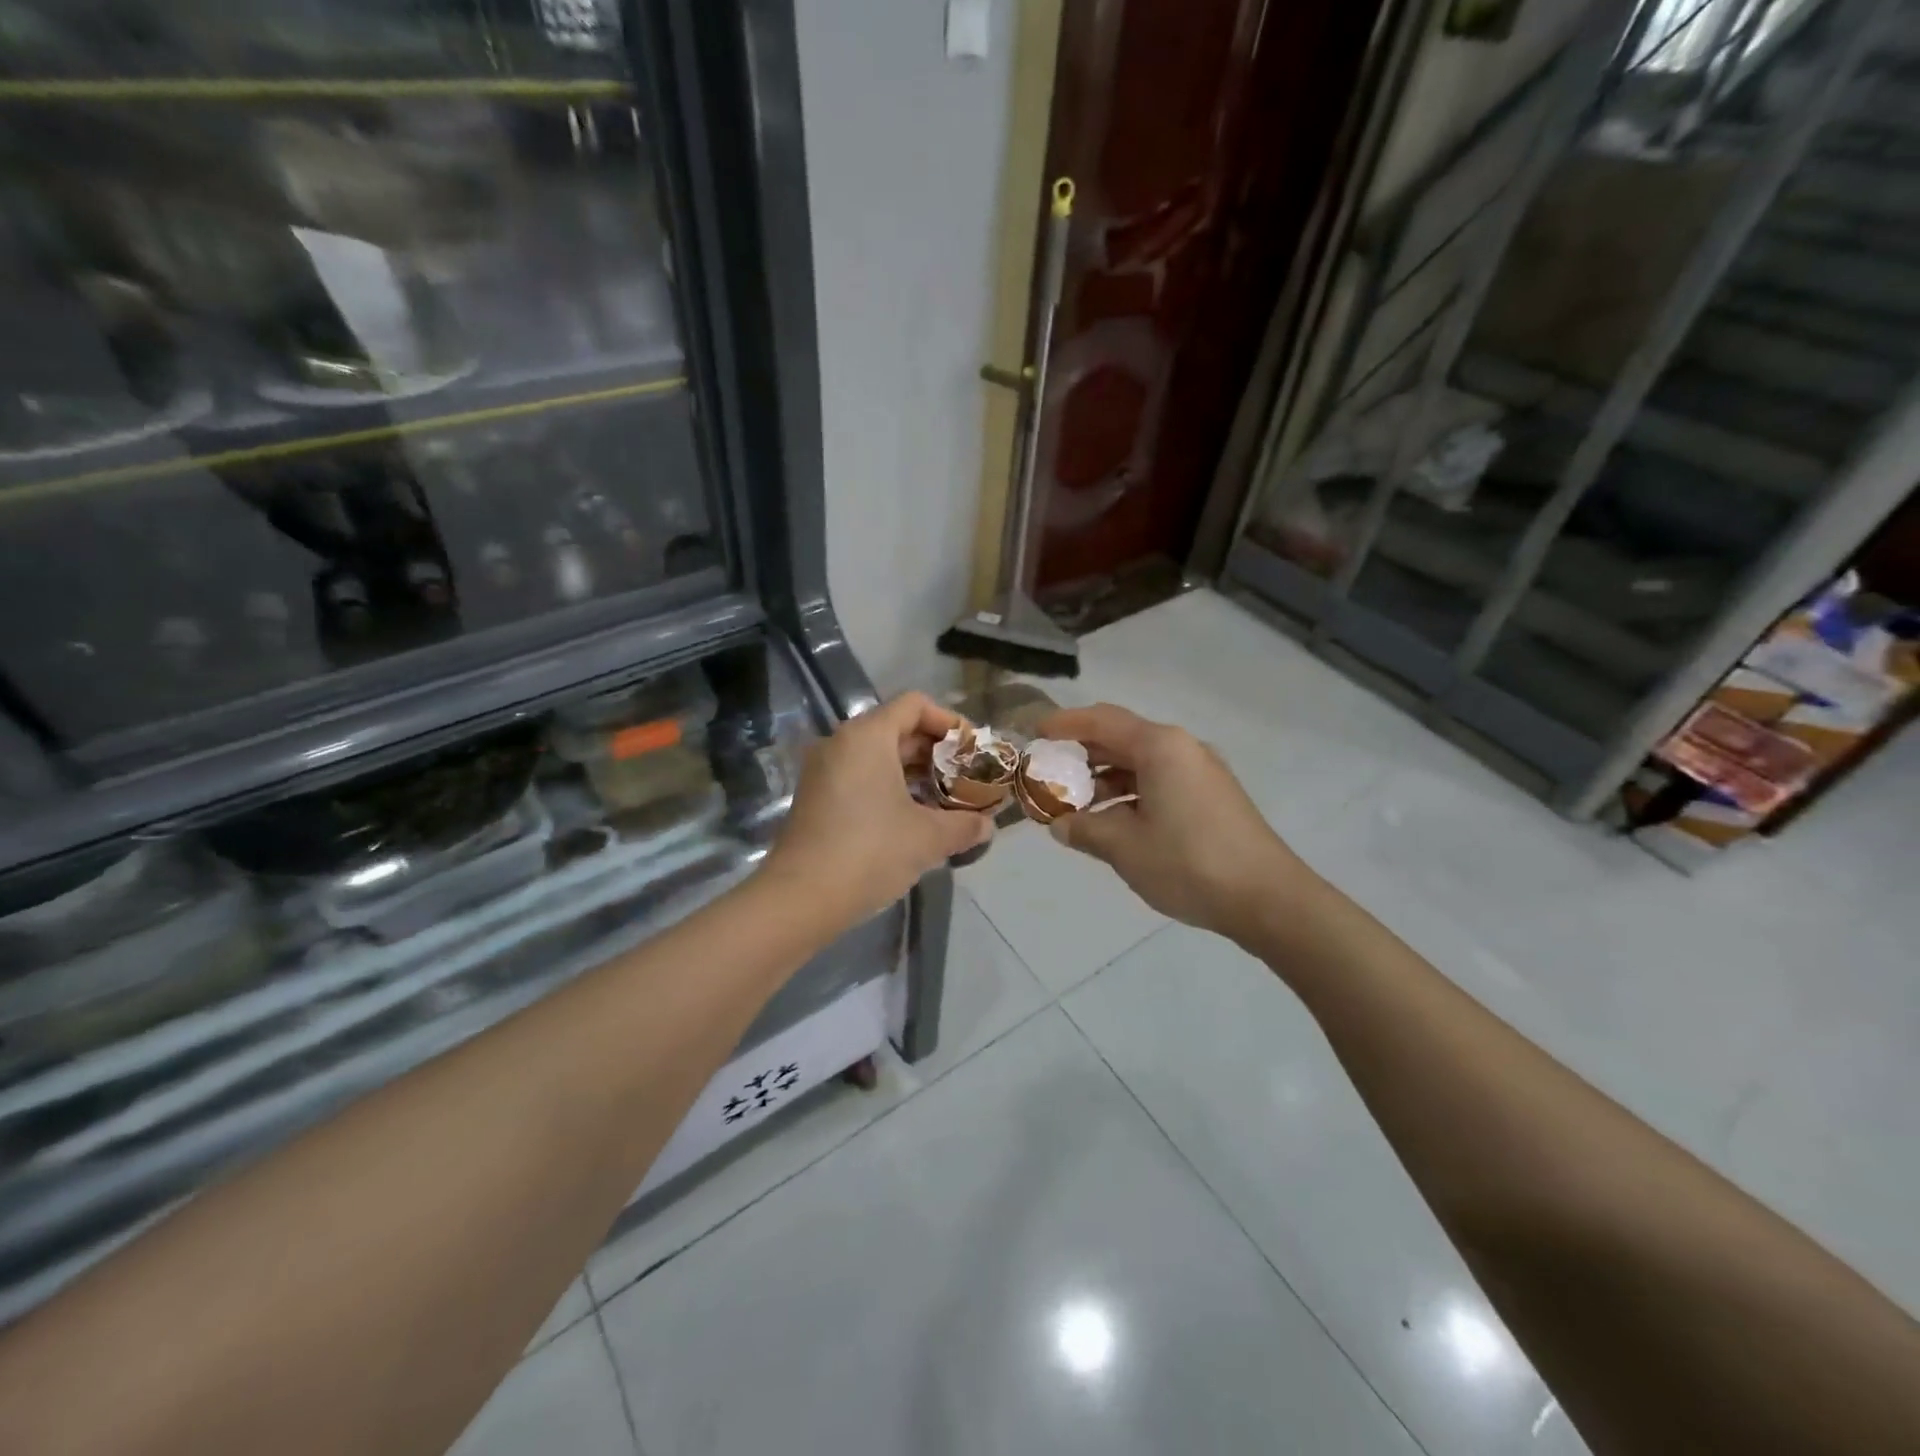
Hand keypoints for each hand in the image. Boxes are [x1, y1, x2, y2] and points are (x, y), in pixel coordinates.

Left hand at [763, 692, 991, 927]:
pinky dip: (889, 788)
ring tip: (946, 802)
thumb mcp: (928, 837)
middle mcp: (841, 743)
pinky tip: (913, 820)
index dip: (949, 721)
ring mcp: (823, 770)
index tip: (972, 751)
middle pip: (897, 729)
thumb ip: (965, 825)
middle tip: (966, 779)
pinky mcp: (815, 798)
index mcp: (867, 736)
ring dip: (914, 774)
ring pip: (878, 756)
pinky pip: (860, 777)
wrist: (800, 898)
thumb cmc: (870, 852)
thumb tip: (987, 825)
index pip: (914, 705)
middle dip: (935, 752)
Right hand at [1036, 704, 1315, 944]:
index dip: (1064, 724)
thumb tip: (1059, 825)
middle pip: (1121, 738)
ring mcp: (1201, 772)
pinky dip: (1130, 793)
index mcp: (1160, 747)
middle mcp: (1182, 748)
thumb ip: (1084, 830)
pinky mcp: (1211, 796)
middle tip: (1047, 774)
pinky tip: (1113, 821)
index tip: (1035, 734)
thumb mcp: (1125, 848)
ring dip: (1105, 778)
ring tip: (1074, 805)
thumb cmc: (1190, 863)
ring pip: (1140, 763)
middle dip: (1082, 755)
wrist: (1269, 898)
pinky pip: (1159, 781)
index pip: (1101, 721)